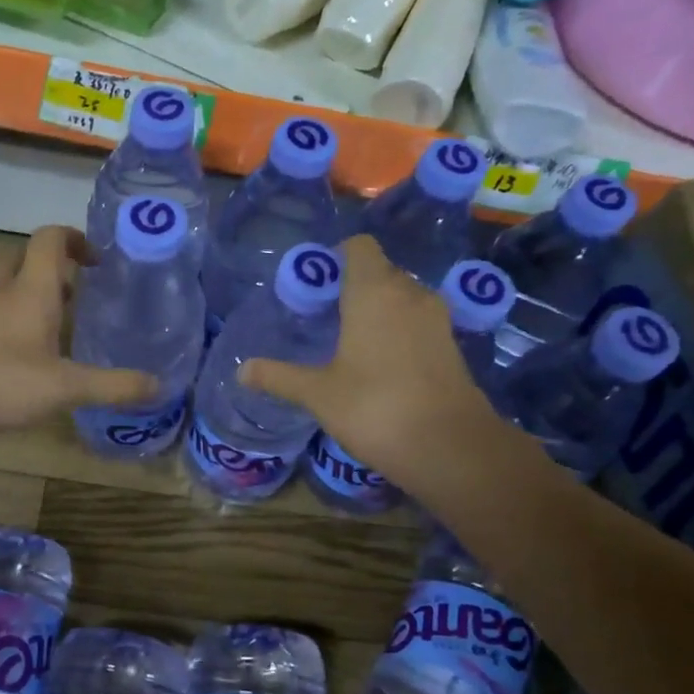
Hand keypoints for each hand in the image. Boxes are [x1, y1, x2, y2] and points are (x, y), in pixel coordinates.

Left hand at [0, 225, 156, 439]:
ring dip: (36, 294)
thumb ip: (113, 386)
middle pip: (28, 258)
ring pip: (10, 286)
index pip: (51, 239)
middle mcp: (4, 290)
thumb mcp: (66, 387)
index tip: (98, 261)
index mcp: (31, 289)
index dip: (76, 239)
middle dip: (57, 267)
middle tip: (83, 291)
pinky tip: (32, 354)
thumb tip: (160, 385)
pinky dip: (17, 319)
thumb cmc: (1, 381)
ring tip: (63, 324)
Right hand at [243, 235, 516, 490]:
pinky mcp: (451, 343)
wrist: (449, 446)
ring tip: (350, 339)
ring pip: (402, 296)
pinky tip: (380, 362)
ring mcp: (436, 318)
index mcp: (374, 292)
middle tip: (325, 316)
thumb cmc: (375, 408)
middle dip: (353, 286)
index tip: (317, 283)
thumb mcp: (319, 394)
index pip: (359, 248)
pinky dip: (399, 329)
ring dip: (378, 308)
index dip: (337, 256)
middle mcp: (409, 293)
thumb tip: (241, 371)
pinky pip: (418, 321)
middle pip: (381, 271)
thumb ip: (280, 377)